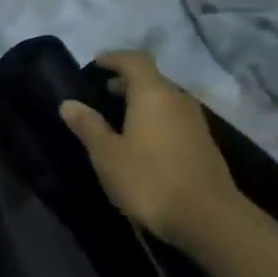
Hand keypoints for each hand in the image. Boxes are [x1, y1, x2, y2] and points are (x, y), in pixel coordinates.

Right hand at [59, 51, 246, 248]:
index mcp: (153, 93)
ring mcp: (195, 122)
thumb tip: (68, 103)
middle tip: (103, 93)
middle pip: (151, 79)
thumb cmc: (150, 180)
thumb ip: (88, 126)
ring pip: (164, 100)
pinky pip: (174, 119)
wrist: (208, 218)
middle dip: (127, 82)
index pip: (134, 60)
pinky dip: (155, 119)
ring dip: (142, 102)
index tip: (95, 64)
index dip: (113, 58)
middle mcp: (177, 99)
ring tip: (120, 119)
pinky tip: (143, 143)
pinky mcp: (204, 144)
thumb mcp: (107, 155)